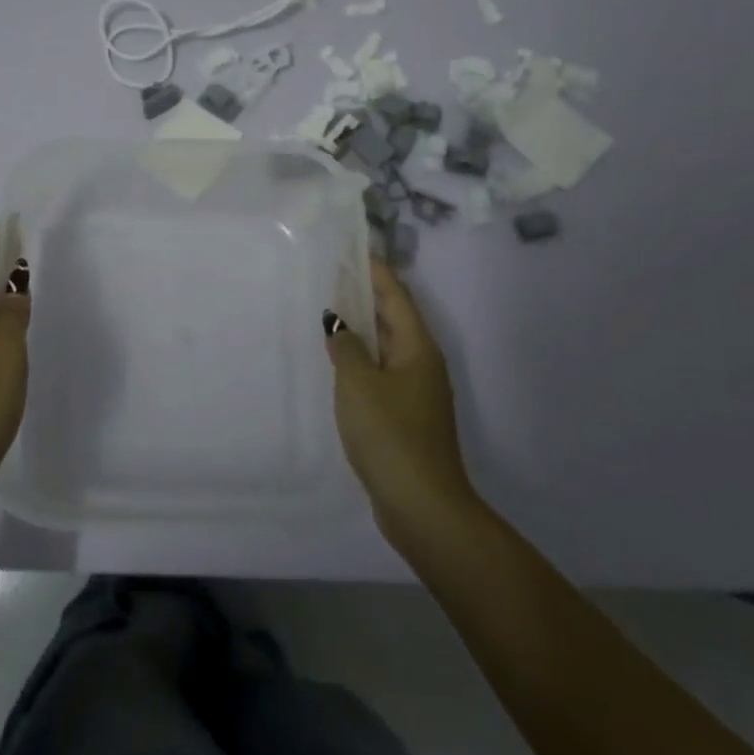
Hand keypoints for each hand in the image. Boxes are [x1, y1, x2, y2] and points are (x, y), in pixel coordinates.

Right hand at [325, 259, 480, 547]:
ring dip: (363, 329)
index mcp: (418, 348)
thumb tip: (338, 323)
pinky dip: (362, 359)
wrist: (423, 505)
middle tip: (333, 277)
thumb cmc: (391, 435)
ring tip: (331, 314)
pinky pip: (382, 372)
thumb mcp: (359, 384)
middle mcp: (422, 363)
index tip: (353, 249)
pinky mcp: (407, 416)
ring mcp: (417, 391)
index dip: (375, 271)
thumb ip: (346, 348)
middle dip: (366, 296)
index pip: (396, 296)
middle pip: (394, 318)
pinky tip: (340, 365)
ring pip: (387, 347)